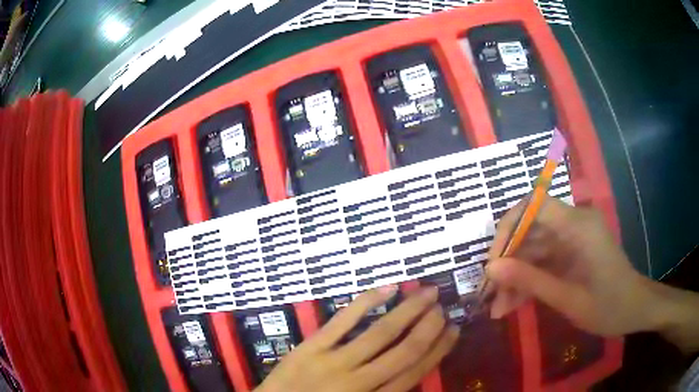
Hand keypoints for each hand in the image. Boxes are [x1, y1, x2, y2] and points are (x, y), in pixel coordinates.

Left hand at [256, 286, 458, 391]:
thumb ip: (385, 391)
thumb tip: (414, 371)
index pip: (415, 372)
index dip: (438, 350)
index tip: (453, 330)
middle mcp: (360, 382)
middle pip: (404, 350)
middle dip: (429, 326)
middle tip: (443, 305)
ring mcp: (334, 362)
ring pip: (381, 333)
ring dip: (408, 310)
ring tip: (427, 292)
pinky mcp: (311, 347)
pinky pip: (343, 321)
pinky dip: (367, 302)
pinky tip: (388, 287)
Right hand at [484, 196, 657, 336]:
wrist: (634, 309)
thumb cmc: (609, 306)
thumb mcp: (568, 299)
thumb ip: (531, 281)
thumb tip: (491, 269)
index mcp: (579, 225)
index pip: (534, 205)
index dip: (508, 227)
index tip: (493, 262)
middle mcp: (574, 223)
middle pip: (530, 229)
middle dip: (508, 260)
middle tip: (489, 292)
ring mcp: (572, 238)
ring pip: (533, 248)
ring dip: (515, 275)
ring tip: (497, 307)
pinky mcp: (572, 251)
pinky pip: (543, 260)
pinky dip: (528, 280)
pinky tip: (512, 305)